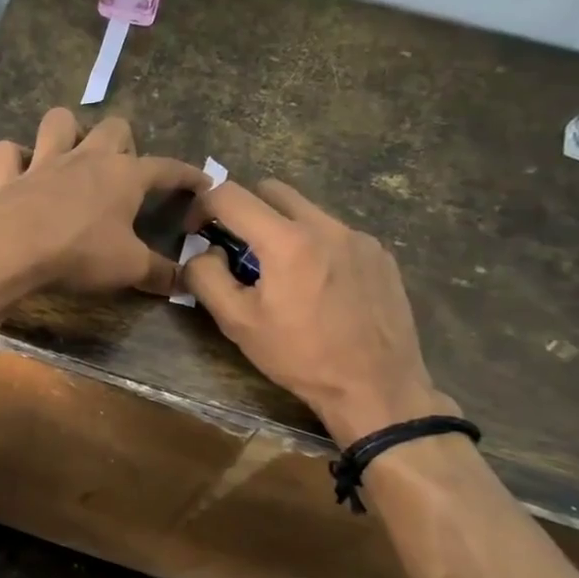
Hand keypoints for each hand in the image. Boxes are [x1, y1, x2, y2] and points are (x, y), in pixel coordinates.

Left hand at [0, 108, 206, 299]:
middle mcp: (87, 158)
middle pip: (114, 127)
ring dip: (68, 130)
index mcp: (124, 175)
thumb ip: (160, 274)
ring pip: (59, 121)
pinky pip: (8, 153)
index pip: (166, 168)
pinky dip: (13, 158)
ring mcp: (44, 162)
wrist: (11, 250)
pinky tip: (18, 170)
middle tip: (124, 169)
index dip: (187, 175)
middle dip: (124, 141)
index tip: (203, 181)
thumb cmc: (79, 254)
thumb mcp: (129, 268)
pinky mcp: (8, 175)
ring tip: (72, 152)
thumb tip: (188, 283)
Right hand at [183, 178, 451, 444]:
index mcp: (286, 241)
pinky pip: (336, 233)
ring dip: (281, 228)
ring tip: (280, 271)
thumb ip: (207, 277)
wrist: (376, 387)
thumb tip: (202, 252)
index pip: (230, 194)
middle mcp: (325, 226)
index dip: (203, 205)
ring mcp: (358, 237)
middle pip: (271, 190)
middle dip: (244, 210)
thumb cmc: (300, 357)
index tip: (197, 230)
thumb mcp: (238, 323)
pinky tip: (319, 285)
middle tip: (236, 248)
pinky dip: (315, 245)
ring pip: (306, 210)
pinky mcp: (380, 254)